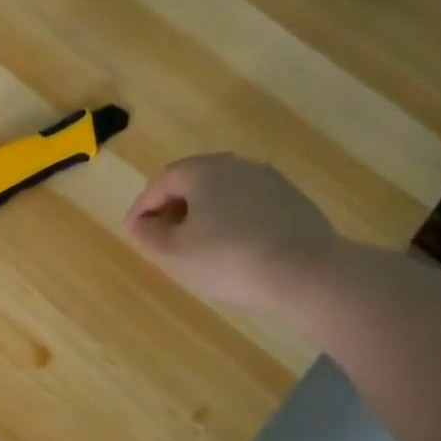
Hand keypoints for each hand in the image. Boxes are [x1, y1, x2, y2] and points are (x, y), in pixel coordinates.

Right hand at [123, 154, 338, 311]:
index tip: (132, 233)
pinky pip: (250, 207)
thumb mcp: (174, 252)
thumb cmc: (228, 260)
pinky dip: (233, 222)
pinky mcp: (294, 202)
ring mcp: (270, 182)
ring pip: (224, 194)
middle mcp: (237, 165)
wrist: (307, 275)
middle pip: (194, 183)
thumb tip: (141, 223)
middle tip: (161, 238)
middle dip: (173, 208)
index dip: (142, 208)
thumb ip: (149, 234)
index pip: (161, 182)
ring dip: (204, 215)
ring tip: (196, 246)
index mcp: (204, 170)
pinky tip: (234, 250)